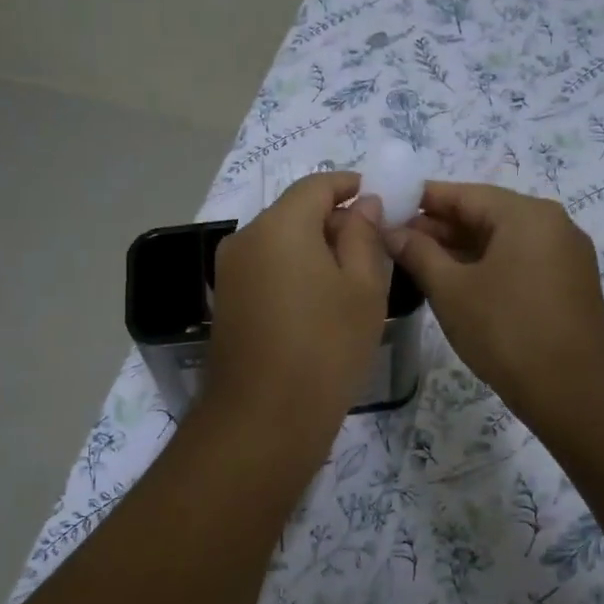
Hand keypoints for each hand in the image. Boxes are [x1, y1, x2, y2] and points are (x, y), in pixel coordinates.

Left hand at [206, 172, 391, 433]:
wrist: (264, 418)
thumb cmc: (326, 347)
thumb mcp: (363, 288)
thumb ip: (364, 236)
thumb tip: (364, 205)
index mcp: (280, 225)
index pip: (316, 185)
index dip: (349, 186)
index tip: (378, 200)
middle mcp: (245, 238)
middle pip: (294, 212)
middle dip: (333, 220)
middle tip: (372, 247)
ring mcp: (229, 272)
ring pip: (279, 242)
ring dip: (313, 248)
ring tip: (350, 279)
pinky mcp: (225, 302)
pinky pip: (265, 269)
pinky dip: (293, 271)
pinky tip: (318, 302)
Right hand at [383, 182, 603, 427]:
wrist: (574, 390)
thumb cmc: (506, 330)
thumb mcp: (451, 289)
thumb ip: (418, 253)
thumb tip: (390, 230)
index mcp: (526, 214)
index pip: (463, 193)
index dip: (421, 200)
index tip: (386, 209)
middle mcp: (551, 224)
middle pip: (484, 214)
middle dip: (438, 227)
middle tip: (394, 242)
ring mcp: (564, 255)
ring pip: (501, 240)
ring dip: (459, 249)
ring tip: (415, 263)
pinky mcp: (567, 284)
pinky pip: (517, 261)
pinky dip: (485, 266)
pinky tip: (453, 283)